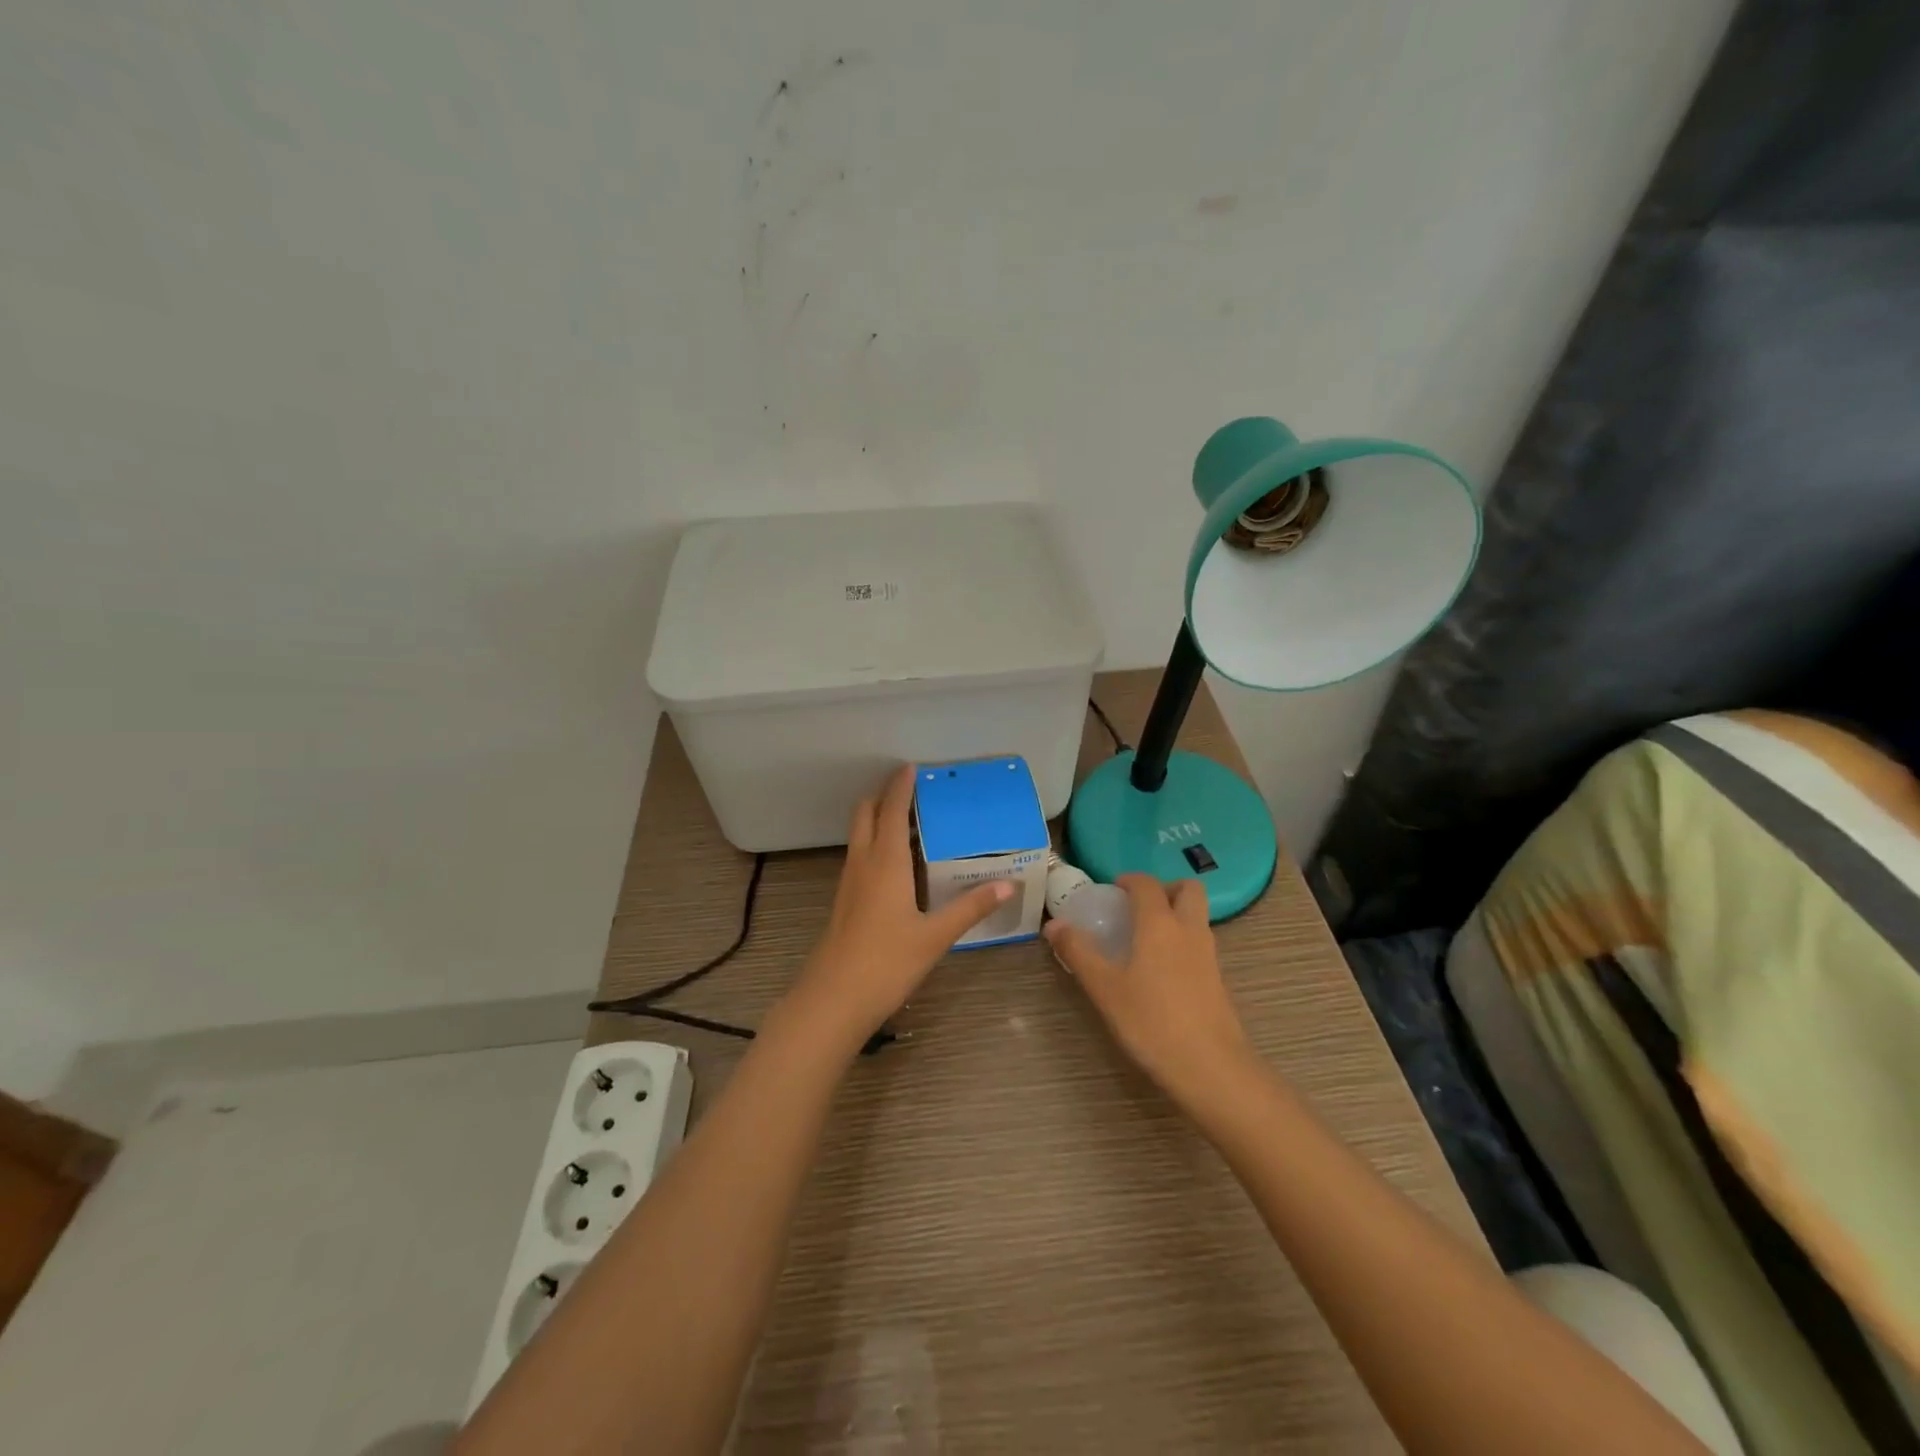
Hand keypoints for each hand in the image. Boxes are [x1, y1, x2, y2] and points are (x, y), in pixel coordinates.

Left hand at [787, 765, 1013, 1046]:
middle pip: (865, 814)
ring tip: (909, 820)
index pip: (891, 809)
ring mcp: (849, 882)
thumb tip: (1009, 884)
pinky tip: (897, 864)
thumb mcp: (935, 936)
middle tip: (911, 790)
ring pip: (860, 835)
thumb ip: (971, 908)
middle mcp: (863, 863)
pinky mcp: (844, 901)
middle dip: (883, 795)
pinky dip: (875, 844)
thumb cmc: (886, 962)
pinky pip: (860, 857)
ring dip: (877, 818)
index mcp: (885, 862)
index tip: (913, 767)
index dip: (901, 786)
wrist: (833, 999)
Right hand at [1044, 873, 1255, 1103]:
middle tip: (1137, 907)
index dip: (1129, 880)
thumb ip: (1078, 952)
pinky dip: (1182, 940)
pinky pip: (1200, 942)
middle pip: (1187, 889)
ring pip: (1197, 916)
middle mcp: (1189, 930)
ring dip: (1175, 913)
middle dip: (1164, 889)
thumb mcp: (1105, 988)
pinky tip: (1160, 970)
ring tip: (1145, 938)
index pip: (1146, 884)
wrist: (1211, 1068)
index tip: (1111, 890)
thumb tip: (1053, 924)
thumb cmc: (1151, 1022)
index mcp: (1159, 924)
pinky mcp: (1217, 979)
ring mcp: (1208, 954)